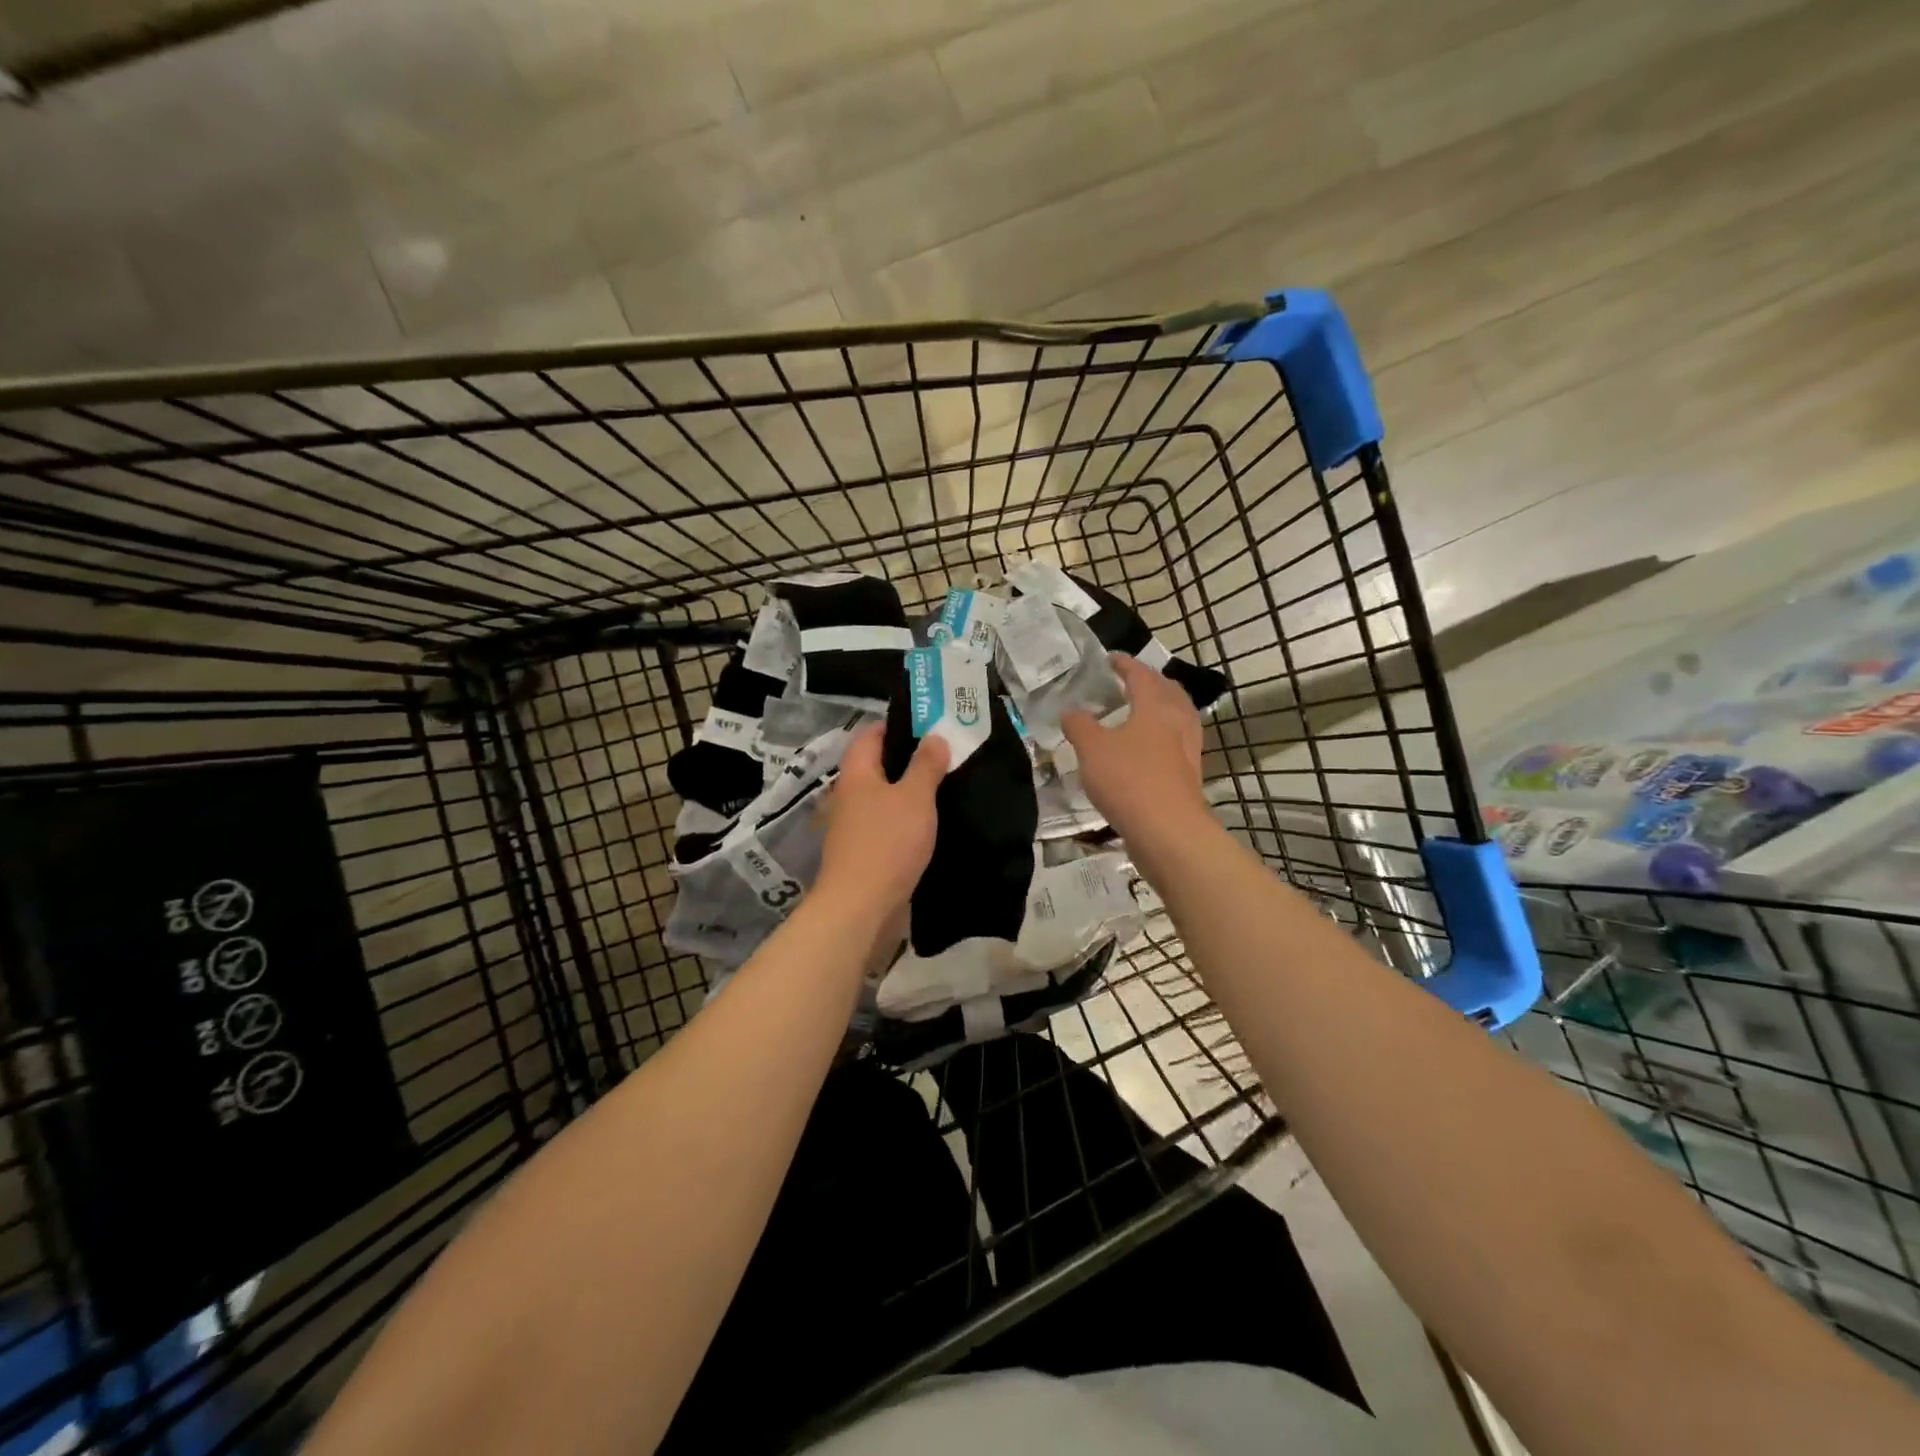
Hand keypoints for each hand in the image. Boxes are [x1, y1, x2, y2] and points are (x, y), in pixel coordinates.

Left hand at [814, 724, 947, 918]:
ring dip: (909, 791)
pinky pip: (887, 823)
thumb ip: (926, 764)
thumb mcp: (915, 797)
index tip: (930, 723)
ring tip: (946, 786)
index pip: (870, 734)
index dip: (897, 725)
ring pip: (884, 796)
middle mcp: (850, 795)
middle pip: (877, 765)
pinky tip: (931, 823)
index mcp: (857, 773)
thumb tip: (934, 736)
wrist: (861, 907)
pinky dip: (907, 818)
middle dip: (909, 758)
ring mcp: (854, 826)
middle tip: (946, 754)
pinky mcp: (864, 852)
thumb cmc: (888, 843)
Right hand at [1061, 654, 1209, 843]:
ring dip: (1160, 709)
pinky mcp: (1188, 775)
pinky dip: (1162, 736)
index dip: (1124, 664)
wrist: (1167, 830)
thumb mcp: (1091, 749)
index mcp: (1155, 706)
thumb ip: (1079, 726)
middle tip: (1129, 682)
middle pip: (1168, 692)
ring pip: (1177, 717)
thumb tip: (1070, 711)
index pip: (1141, 675)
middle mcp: (1177, 722)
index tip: (1110, 659)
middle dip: (1150, 682)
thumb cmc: (1129, 779)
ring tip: (1139, 713)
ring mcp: (1188, 749)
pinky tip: (1145, 749)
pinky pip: (1176, 743)